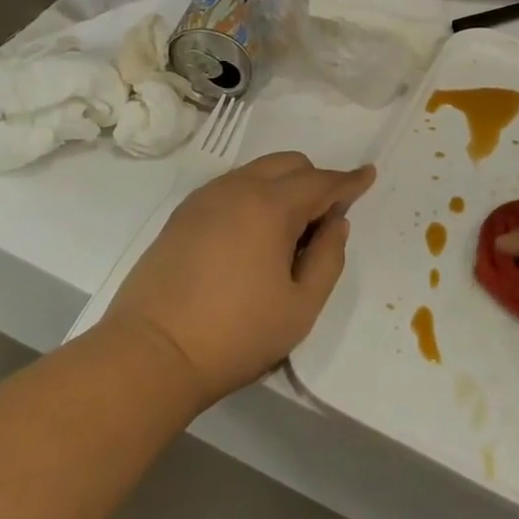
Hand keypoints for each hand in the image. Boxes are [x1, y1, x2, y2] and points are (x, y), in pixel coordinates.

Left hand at [102, 153, 375, 410]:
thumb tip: (335, 224)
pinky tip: (251, 236)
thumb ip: (328, 258)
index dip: (349, 181)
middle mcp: (238, 188)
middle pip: (289, 164)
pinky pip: (231, 187)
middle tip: (323, 221)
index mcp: (271, 206)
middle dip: (315, 180)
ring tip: (286, 234)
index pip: (321, 181)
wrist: (150, 354)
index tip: (368, 175)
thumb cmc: (235, 335)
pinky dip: (253, 196)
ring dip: (282, 187)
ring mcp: (205, 199)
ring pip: (257, 171)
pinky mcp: (182, 215)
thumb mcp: (301, 307)